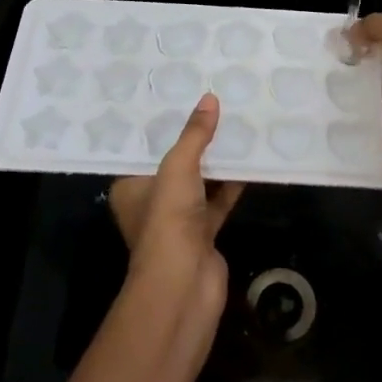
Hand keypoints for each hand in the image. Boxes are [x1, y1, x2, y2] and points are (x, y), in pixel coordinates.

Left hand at [107, 94, 244, 312]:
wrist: (184, 284)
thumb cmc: (168, 220)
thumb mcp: (177, 167)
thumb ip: (194, 134)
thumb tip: (210, 98)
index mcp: (130, 186)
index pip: (144, 149)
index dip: (162, 126)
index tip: (181, 97)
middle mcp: (151, 201)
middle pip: (175, 163)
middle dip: (194, 139)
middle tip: (214, 105)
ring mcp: (178, 219)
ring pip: (200, 181)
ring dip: (217, 160)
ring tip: (236, 123)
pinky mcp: (204, 232)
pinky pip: (219, 199)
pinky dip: (232, 183)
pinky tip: (250, 158)